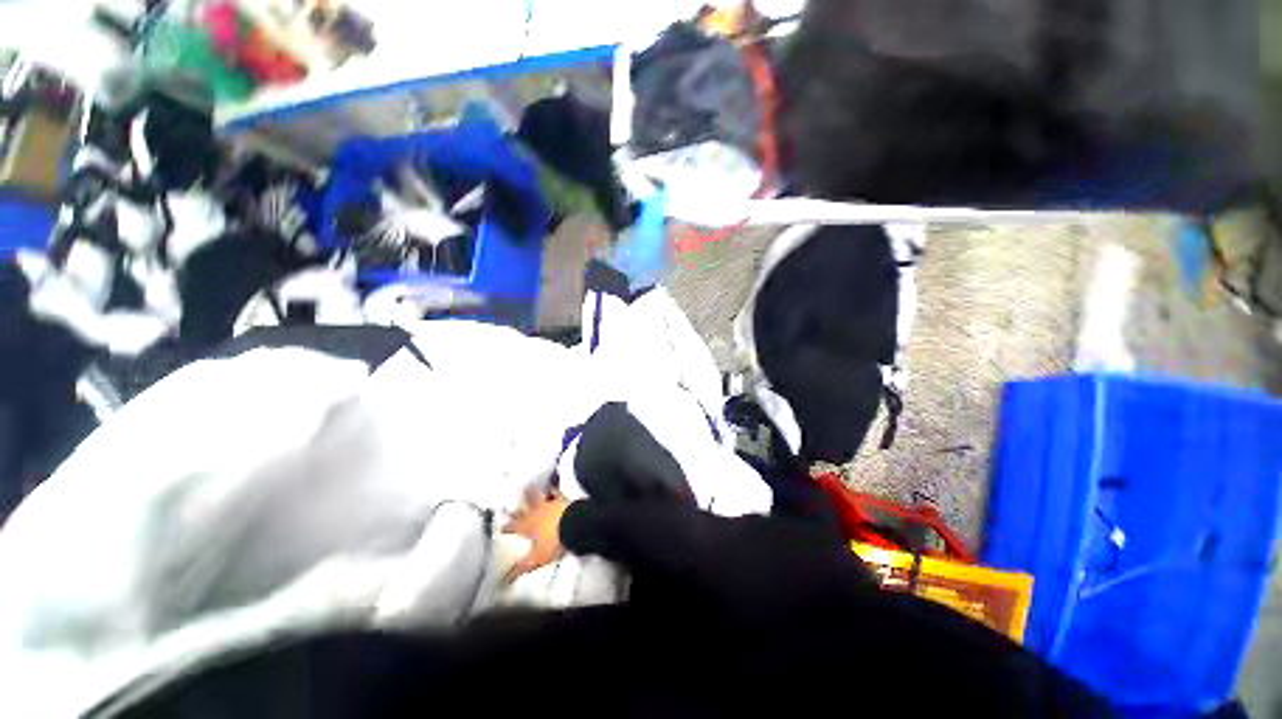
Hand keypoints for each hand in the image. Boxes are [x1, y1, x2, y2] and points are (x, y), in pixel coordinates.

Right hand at [502, 488, 570, 582]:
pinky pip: (555, 492)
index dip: (507, 527)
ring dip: (532, 493)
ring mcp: (549, 504)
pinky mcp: (562, 499)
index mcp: (528, 527)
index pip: (514, 527)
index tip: (501, 525)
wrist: (574, 525)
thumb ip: (522, 567)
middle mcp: (536, 513)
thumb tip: (506, 579)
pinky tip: (552, 485)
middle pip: (524, 508)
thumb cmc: (553, 542)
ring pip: (537, 497)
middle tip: (510, 498)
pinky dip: (552, 488)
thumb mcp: (537, 558)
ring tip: (526, 487)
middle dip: (517, 504)